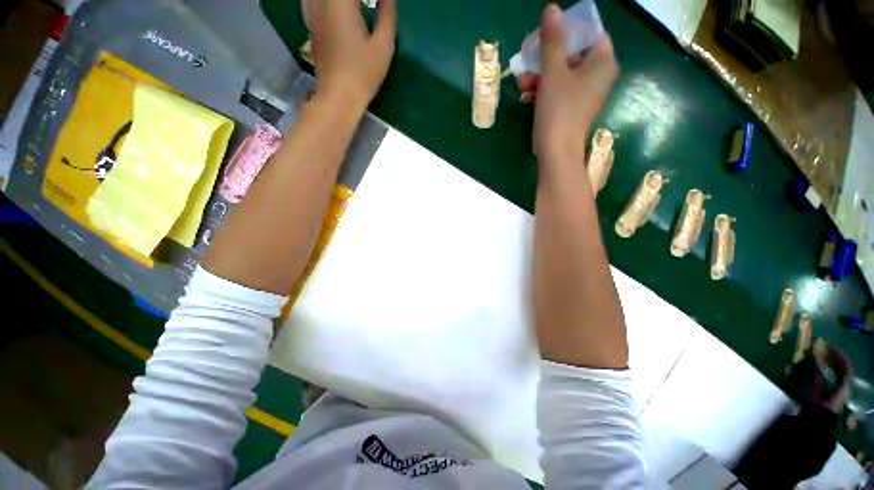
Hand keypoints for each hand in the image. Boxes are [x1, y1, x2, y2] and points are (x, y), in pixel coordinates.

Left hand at [303, 0, 396, 109]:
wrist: (338, 96)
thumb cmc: (363, 74)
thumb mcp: (383, 46)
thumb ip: (387, 15)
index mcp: (341, 2)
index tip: (382, 4)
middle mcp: (321, 2)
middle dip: (359, 0)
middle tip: (374, 7)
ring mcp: (312, 13)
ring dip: (343, 2)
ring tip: (357, 9)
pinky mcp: (310, 25)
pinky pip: (312, 0)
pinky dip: (327, 3)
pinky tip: (335, 9)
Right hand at [519, 5, 617, 163]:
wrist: (557, 152)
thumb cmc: (559, 110)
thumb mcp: (553, 72)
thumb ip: (553, 40)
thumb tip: (552, 9)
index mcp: (602, 62)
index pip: (590, 33)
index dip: (567, 32)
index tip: (545, 38)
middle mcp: (598, 76)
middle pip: (572, 55)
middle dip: (546, 60)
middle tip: (527, 63)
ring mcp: (586, 95)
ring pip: (562, 75)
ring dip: (540, 77)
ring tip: (522, 86)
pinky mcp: (573, 110)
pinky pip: (559, 92)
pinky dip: (544, 92)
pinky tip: (527, 98)